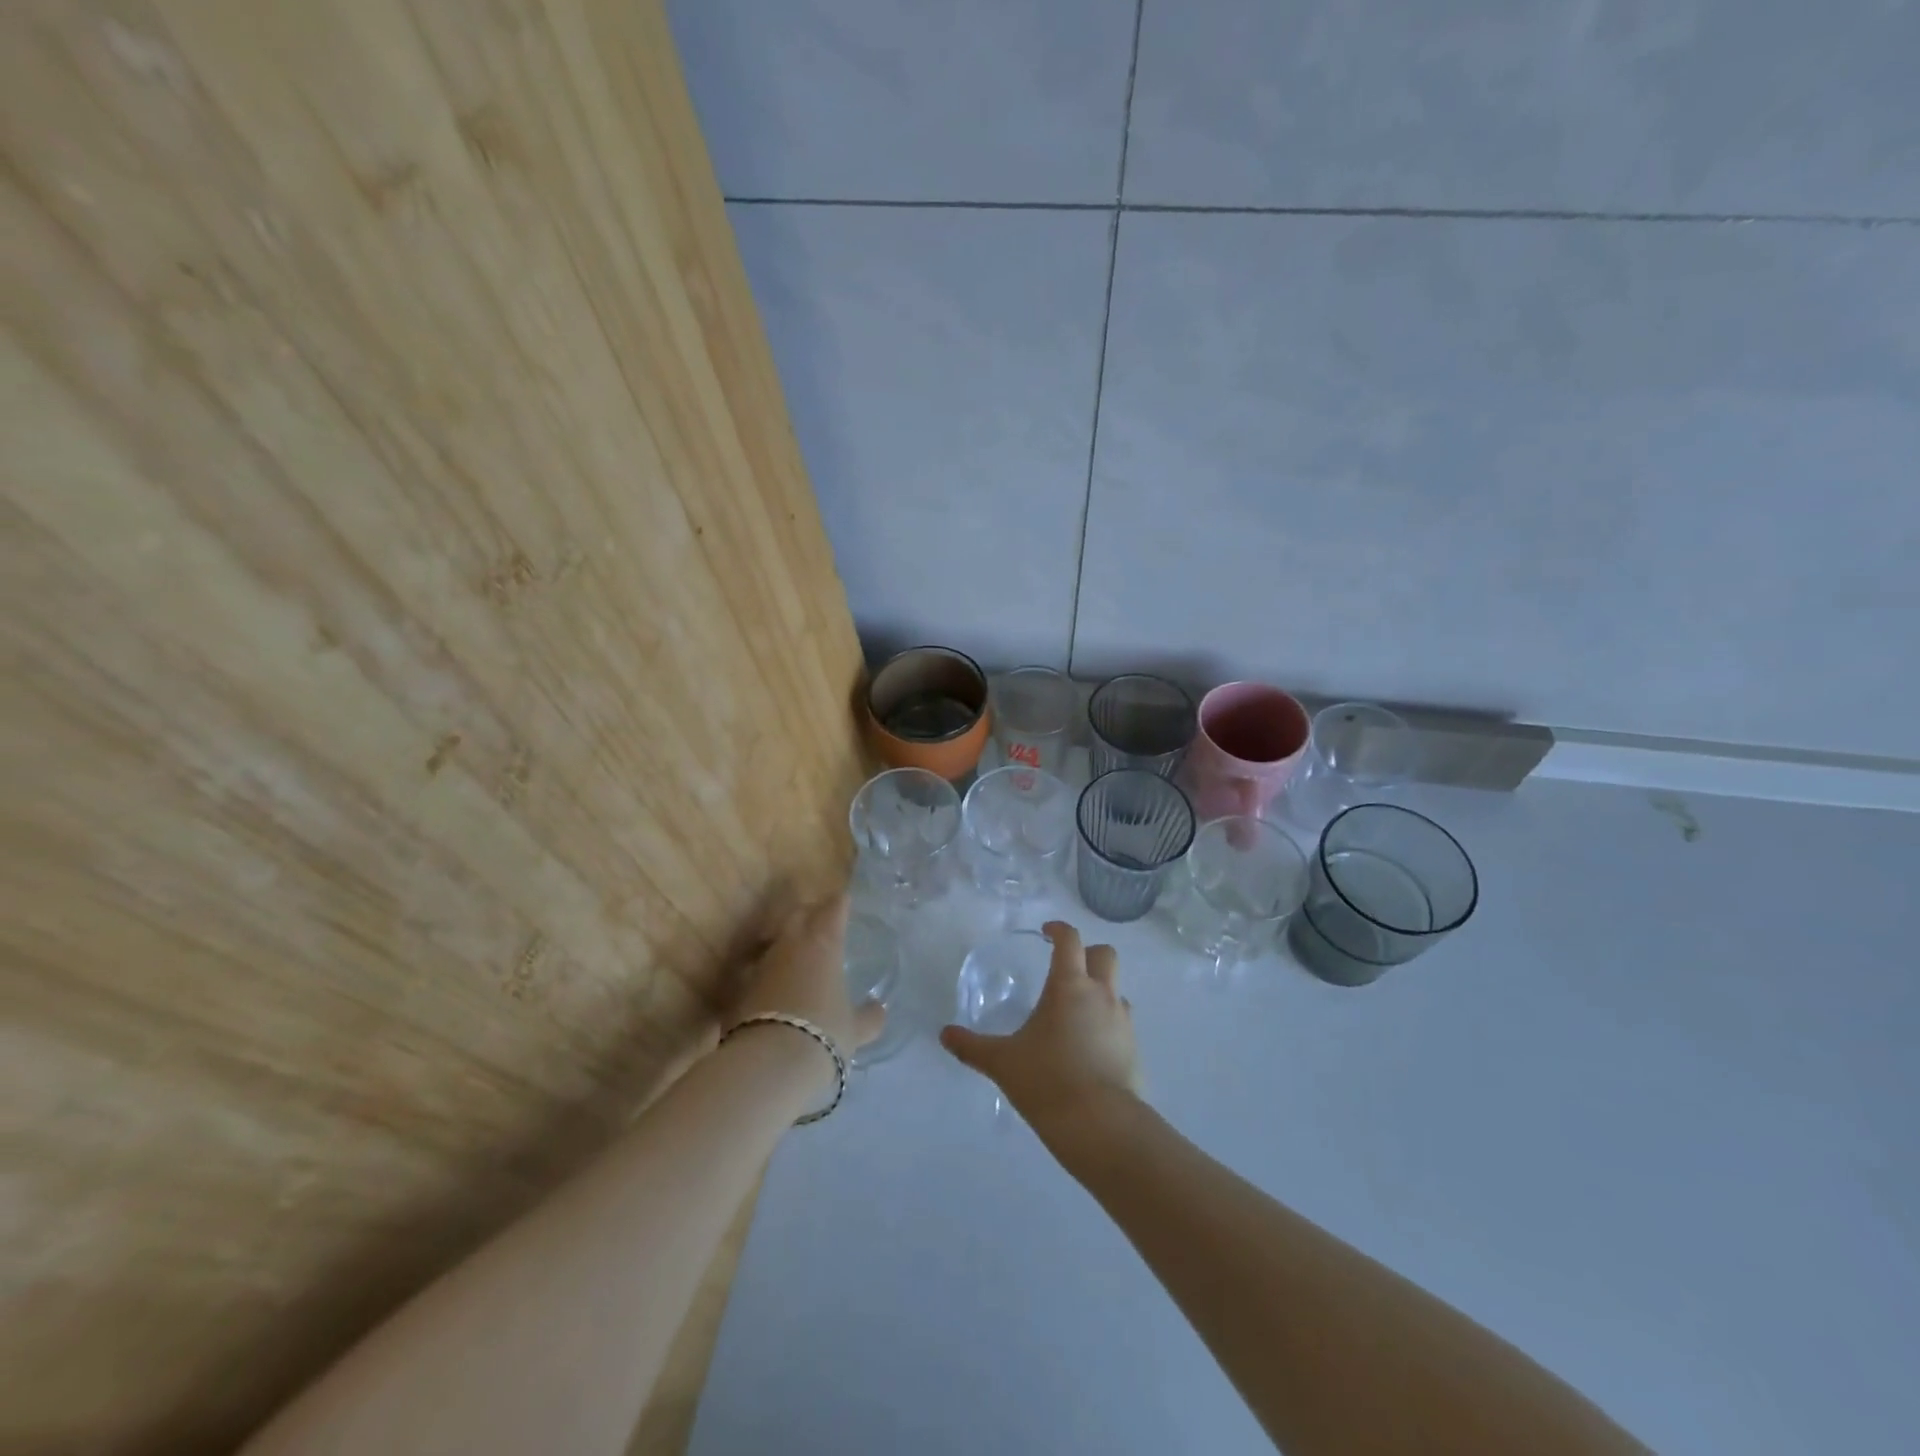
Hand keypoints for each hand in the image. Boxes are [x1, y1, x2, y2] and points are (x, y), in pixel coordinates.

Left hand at [731, 892, 885, 1058]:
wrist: (767, 1063)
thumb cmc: (822, 1034)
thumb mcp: (855, 1029)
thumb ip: (868, 1017)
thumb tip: (878, 1010)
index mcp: (824, 942)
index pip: (834, 908)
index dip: (840, 904)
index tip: (845, 902)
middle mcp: (791, 943)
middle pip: (798, 913)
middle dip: (810, 912)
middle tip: (821, 921)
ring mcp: (762, 963)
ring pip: (775, 939)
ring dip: (786, 942)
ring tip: (797, 954)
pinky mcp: (740, 987)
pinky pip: (756, 968)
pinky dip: (767, 971)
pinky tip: (774, 985)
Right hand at [940, 920, 1139, 1131]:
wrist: (1101, 1126)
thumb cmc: (1047, 1080)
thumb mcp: (1002, 1062)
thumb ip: (972, 1047)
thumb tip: (945, 1035)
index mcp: (1069, 986)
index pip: (1070, 940)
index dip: (1059, 929)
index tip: (1045, 933)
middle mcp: (1101, 994)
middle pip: (1105, 954)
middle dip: (1088, 953)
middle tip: (1066, 968)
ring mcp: (1123, 1022)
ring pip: (1117, 989)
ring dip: (1100, 990)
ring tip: (1075, 1013)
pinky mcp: (1135, 1050)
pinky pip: (1122, 1023)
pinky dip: (1107, 1023)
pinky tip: (1088, 1047)